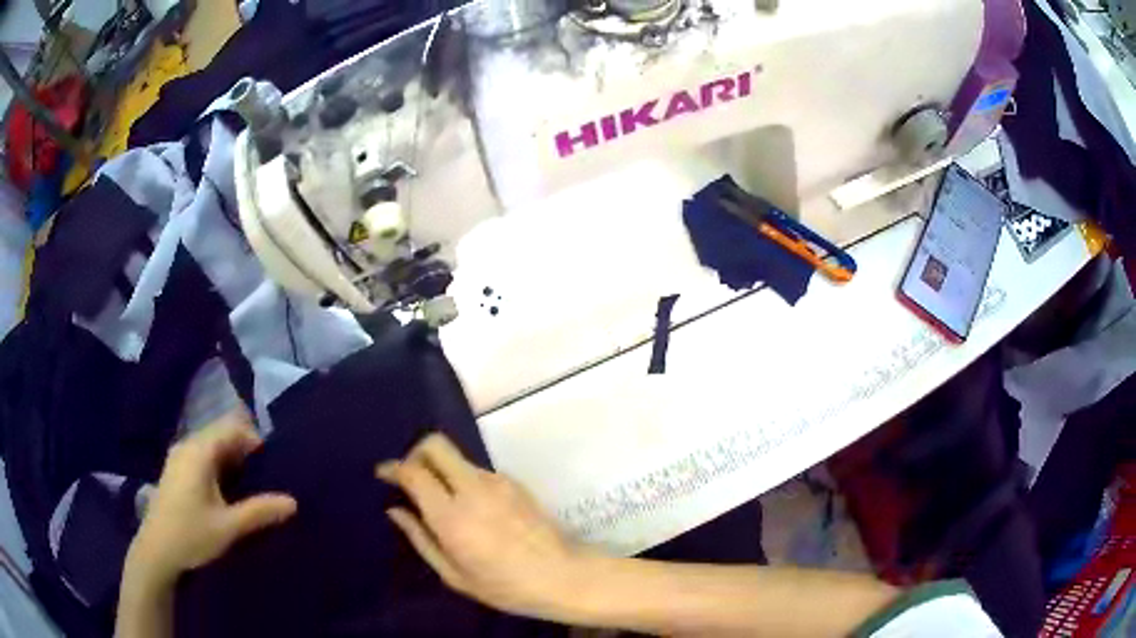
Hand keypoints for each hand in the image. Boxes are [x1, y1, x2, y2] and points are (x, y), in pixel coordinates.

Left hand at [125, 412, 297, 586]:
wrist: (156, 551)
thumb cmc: (191, 535)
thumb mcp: (229, 527)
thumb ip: (259, 511)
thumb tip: (293, 502)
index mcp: (199, 452)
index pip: (232, 427)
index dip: (254, 439)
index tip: (272, 465)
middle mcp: (187, 445)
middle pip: (221, 433)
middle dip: (244, 450)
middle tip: (265, 477)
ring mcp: (179, 456)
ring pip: (211, 445)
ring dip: (232, 459)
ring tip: (249, 485)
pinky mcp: (176, 469)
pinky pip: (202, 455)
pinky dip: (219, 465)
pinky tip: (226, 491)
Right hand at [377, 434, 591, 618]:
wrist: (562, 575)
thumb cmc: (504, 586)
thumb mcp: (454, 575)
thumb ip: (420, 538)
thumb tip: (395, 510)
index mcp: (452, 516)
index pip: (413, 472)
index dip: (393, 468)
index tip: (384, 474)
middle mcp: (473, 488)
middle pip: (436, 444)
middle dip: (416, 453)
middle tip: (411, 477)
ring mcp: (497, 481)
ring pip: (458, 458)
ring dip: (442, 470)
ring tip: (444, 502)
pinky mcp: (515, 482)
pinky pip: (478, 471)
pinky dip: (464, 480)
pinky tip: (472, 509)